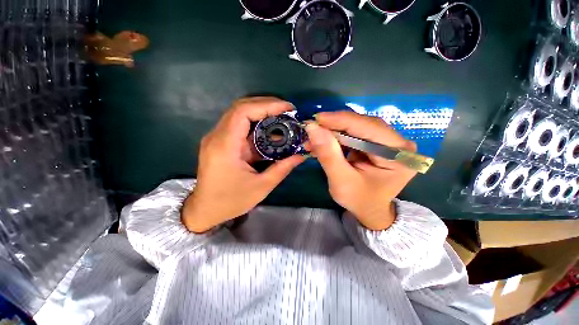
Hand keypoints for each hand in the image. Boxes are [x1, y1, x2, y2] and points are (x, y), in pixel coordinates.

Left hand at [182, 97, 304, 232]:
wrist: (205, 210)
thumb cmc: (231, 201)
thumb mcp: (261, 187)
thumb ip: (282, 168)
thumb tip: (301, 155)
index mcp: (225, 146)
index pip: (243, 112)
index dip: (267, 105)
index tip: (288, 108)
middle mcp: (217, 136)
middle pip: (241, 108)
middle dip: (266, 105)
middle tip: (288, 111)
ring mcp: (216, 138)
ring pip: (239, 114)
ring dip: (262, 112)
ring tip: (282, 117)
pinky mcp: (220, 142)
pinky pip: (239, 126)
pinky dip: (256, 123)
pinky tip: (270, 129)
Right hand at [305, 111, 417, 230]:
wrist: (369, 210)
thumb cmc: (359, 200)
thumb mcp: (341, 181)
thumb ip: (328, 155)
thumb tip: (313, 128)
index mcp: (399, 154)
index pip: (368, 127)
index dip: (340, 120)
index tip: (315, 119)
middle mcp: (398, 143)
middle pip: (362, 124)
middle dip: (334, 126)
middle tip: (311, 129)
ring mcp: (388, 141)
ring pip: (356, 126)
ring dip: (332, 131)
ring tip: (314, 137)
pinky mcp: (376, 142)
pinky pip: (354, 133)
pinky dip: (336, 136)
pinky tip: (323, 141)